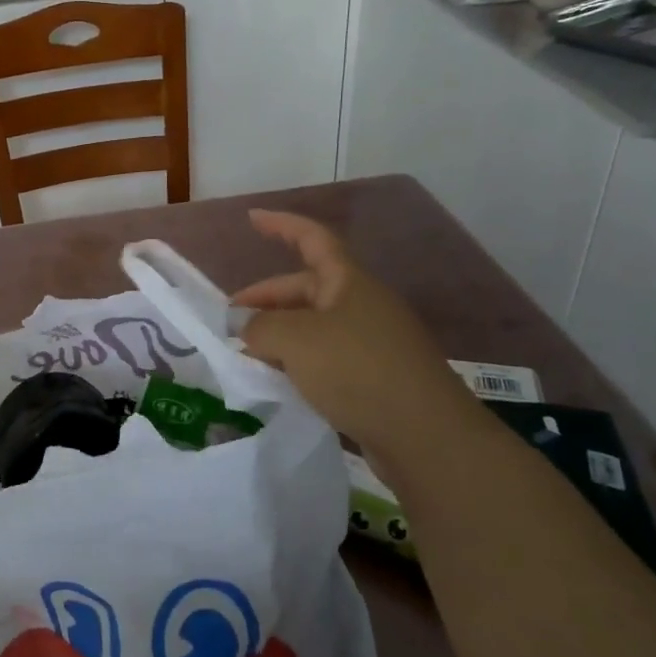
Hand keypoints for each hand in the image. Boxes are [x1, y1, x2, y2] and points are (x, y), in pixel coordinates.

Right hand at [232, 210, 484, 464]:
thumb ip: (260, 327)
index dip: (281, 225)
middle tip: (230, 326)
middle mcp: (362, 306)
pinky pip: (327, 359)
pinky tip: (280, 384)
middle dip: (265, 302)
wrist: (425, 437)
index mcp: (349, 283)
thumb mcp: (296, 341)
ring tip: (248, 358)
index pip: (312, 239)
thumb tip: (244, 327)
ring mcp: (372, 343)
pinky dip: (299, 364)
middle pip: (305, 289)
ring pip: (314, 328)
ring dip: (279, 337)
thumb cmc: (358, 371)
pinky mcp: (375, 378)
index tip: (250, 220)